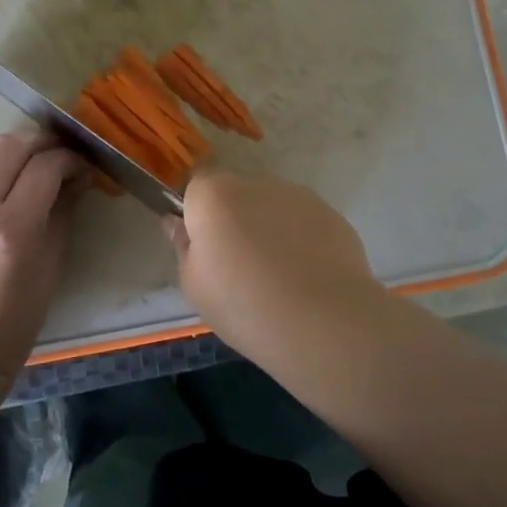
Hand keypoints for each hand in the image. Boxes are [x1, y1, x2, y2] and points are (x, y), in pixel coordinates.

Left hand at [0, 132, 85, 379]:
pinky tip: (4, 175)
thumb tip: (77, 177)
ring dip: (11, 145)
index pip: (45, 167)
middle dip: (41, 141)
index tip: (83, 166)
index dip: (69, 159)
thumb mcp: (51, 264)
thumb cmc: (16, 317)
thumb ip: (62, 212)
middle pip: (10, 147)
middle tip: (60, 151)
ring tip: (32, 154)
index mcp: (12, 228)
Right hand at [163, 170, 383, 346]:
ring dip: (268, 228)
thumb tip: (176, 223)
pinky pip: (302, 222)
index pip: (195, 184)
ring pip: (271, 206)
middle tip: (238, 267)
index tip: (202, 246)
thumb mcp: (194, 285)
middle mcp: (255, 183)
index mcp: (214, 194)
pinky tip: (305, 277)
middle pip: (235, 194)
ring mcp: (297, 196)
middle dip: (233, 219)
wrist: (323, 322)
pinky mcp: (330, 214)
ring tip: (277, 276)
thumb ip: (183, 246)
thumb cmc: (244, 305)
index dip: (196, 212)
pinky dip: (299, 240)